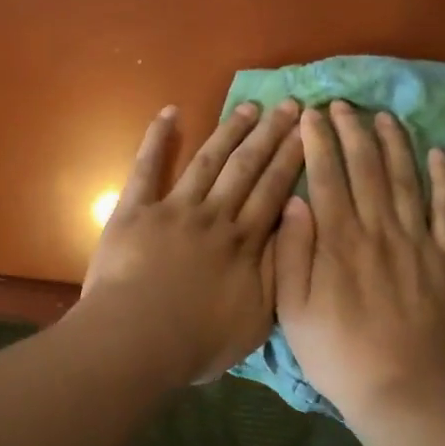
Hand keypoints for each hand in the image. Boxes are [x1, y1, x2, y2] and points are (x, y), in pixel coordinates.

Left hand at [80, 99, 304, 384]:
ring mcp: (174, 208)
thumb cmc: (197, 340)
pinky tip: (168, 113)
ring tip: (250, 107)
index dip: (293, 159)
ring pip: (208, 161)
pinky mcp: (136, 210)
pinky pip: (146, 168)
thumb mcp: (257, 319)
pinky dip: (156, 139)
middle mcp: (214, 215)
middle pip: (247, 168)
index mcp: (244, 242)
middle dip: (270, 135)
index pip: (275, 191)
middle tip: (290, 105)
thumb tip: (296, 230)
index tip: (308, 131)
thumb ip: (278, 272)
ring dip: (230, 131)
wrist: (137, 340)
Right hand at [274, 103, 444, 419]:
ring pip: (406, 179)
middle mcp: (378, 229)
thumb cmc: (337, 353)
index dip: (318, 141)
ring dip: (395, 143)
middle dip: (352, 130)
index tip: (311, 114)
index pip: (326, 175)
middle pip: (366, 167)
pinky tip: (439, 154)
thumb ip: (292, 251)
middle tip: (342, 105)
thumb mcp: (292, 310)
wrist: (402, 391)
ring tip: (385, 117)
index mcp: (338, 240)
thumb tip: (295, 200)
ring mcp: (417, 242)